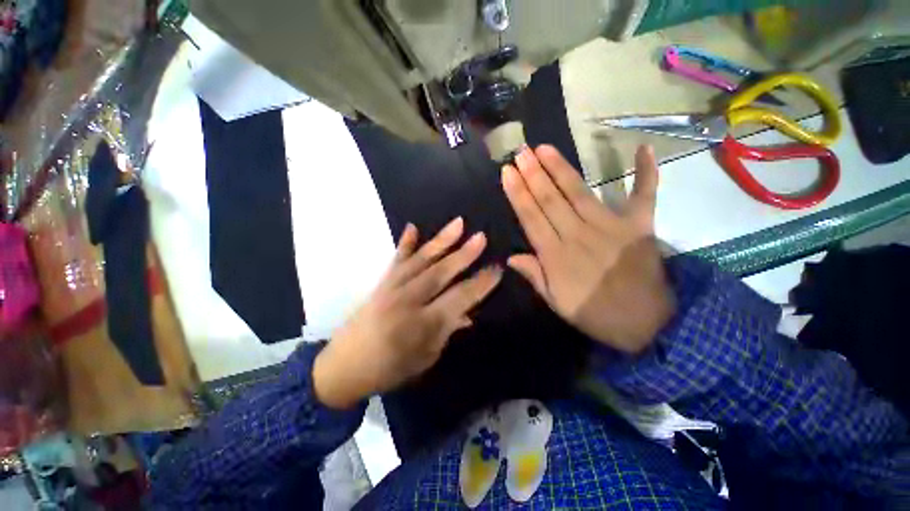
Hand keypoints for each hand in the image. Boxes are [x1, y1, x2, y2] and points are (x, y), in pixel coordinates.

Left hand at [313, 218, 502, 408]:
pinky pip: (396, 259)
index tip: (497, 269)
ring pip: (421, 260)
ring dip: (441, 241)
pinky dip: (405, 243)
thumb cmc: (389, 368)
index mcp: (423, 324)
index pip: (459, 298)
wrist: (343, 366)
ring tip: (458, 223)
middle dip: (464, 255)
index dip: (480, 284)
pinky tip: (412, 227)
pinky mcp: (381, 283)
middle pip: (441, 273)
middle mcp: (408, 301)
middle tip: (481, 237)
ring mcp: (392, 288)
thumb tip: (467, 314)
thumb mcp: (426, 357)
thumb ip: (447, 331)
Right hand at [501, 145, 674, 353]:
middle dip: (533, 174)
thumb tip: (511, 257)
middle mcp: (579, 234)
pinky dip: (646, 173)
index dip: (518, 194)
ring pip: (579, 192)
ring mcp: (610, 226)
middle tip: (521, 151)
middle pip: (550, 199)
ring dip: (560, 168)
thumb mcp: (556, 303)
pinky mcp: (639, 226)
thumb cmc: (594, 314)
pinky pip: (643, 195)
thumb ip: (535, 276)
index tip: (507, 172)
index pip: (531, 217)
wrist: (646, 325)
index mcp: (556, 255)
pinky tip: (642, 148)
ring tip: (544, 148)